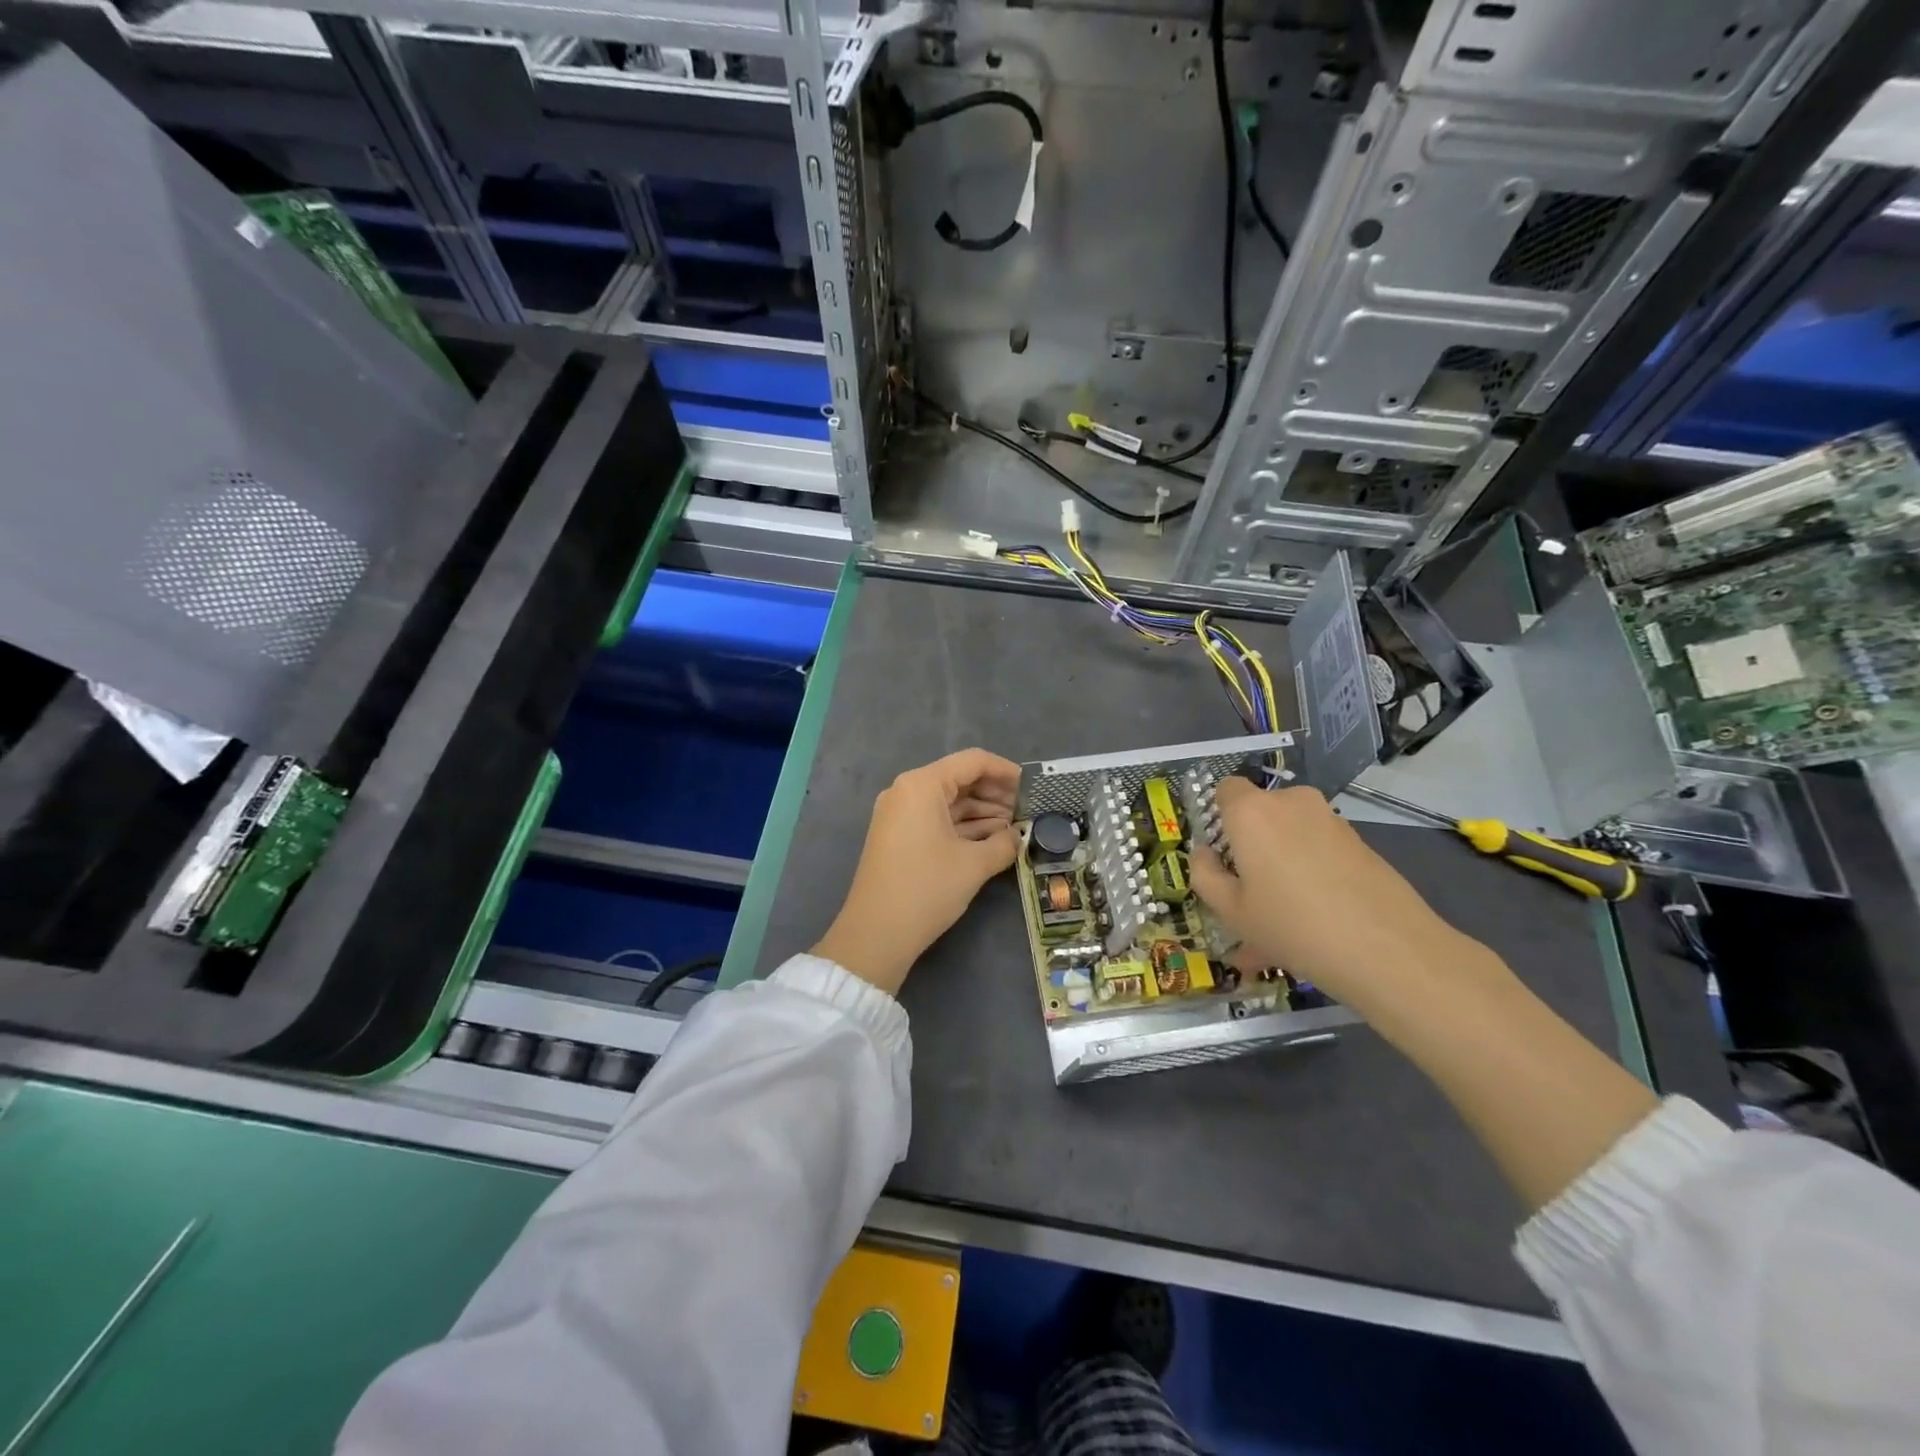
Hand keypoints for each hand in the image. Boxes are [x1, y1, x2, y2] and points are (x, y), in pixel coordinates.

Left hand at [813, 749, 1021, 995]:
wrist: (875, 934)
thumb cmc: (926, 889)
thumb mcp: (974, 864)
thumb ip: (1004, 843)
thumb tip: (1017, 836)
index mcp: (922, 785)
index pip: (972, 762)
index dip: (1006, 771)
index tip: (1032, 788)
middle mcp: (907, 791)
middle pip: (960, 779)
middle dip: (995, 794)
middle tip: (1027, 811)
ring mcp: (900, 815)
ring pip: (949, 802)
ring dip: (982, 812)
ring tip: (1015, 828)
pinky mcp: (899, 837)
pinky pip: (936, 819)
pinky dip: (963, 827)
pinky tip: (992, 840)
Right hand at [1189, 779, 1514, 1020]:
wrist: (1388, 950)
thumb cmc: (1292, 925)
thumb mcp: (1231, 911)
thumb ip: (1205, 875)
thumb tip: (1205, 854)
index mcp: (1251, 812)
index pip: (1225, 789)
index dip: (1218, 817)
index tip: (1221, 856)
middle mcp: (1291, 803)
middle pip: (1260, 814)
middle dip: (1251, 846)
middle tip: (1249, 895)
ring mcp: (1330, 820)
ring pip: (1290, 836)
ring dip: (1281, 866)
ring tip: (1282, 921)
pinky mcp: (1360, 842)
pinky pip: (1319, 851)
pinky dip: (1310, 875)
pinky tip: (1315, 922)